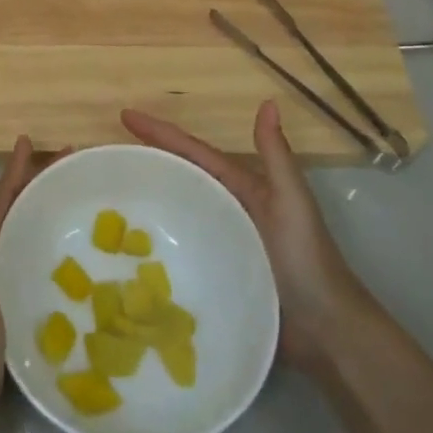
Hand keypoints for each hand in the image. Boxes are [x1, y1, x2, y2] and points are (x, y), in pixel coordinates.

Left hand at [0, 134, 49, 432]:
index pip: (1, 199)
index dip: (16, 169)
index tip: (33, 139)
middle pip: (14, 211)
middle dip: (37, 184)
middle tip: (72, 166)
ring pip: (23, 237)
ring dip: (42, 214)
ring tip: (74, 202)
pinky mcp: (11, 311)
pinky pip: (31, 266)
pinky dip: (47, 251)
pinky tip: (72, 261)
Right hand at [121, 100, 373, 370]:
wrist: (325, 330)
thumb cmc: (307, 259)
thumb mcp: (291, 201)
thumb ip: (276, 156)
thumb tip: (268, 102)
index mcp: (243, 187)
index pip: (194, 153)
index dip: (162, 133)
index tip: (125, 115)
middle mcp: (227, 209)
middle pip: (180, 176)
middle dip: (147, 159)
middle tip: (108, 154)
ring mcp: (218, 241)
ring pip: (176, 210)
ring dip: (148, 198)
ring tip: (107, 195)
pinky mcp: (214, 272)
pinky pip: (179, 246)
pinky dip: (156, 238)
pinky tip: (128, 246)